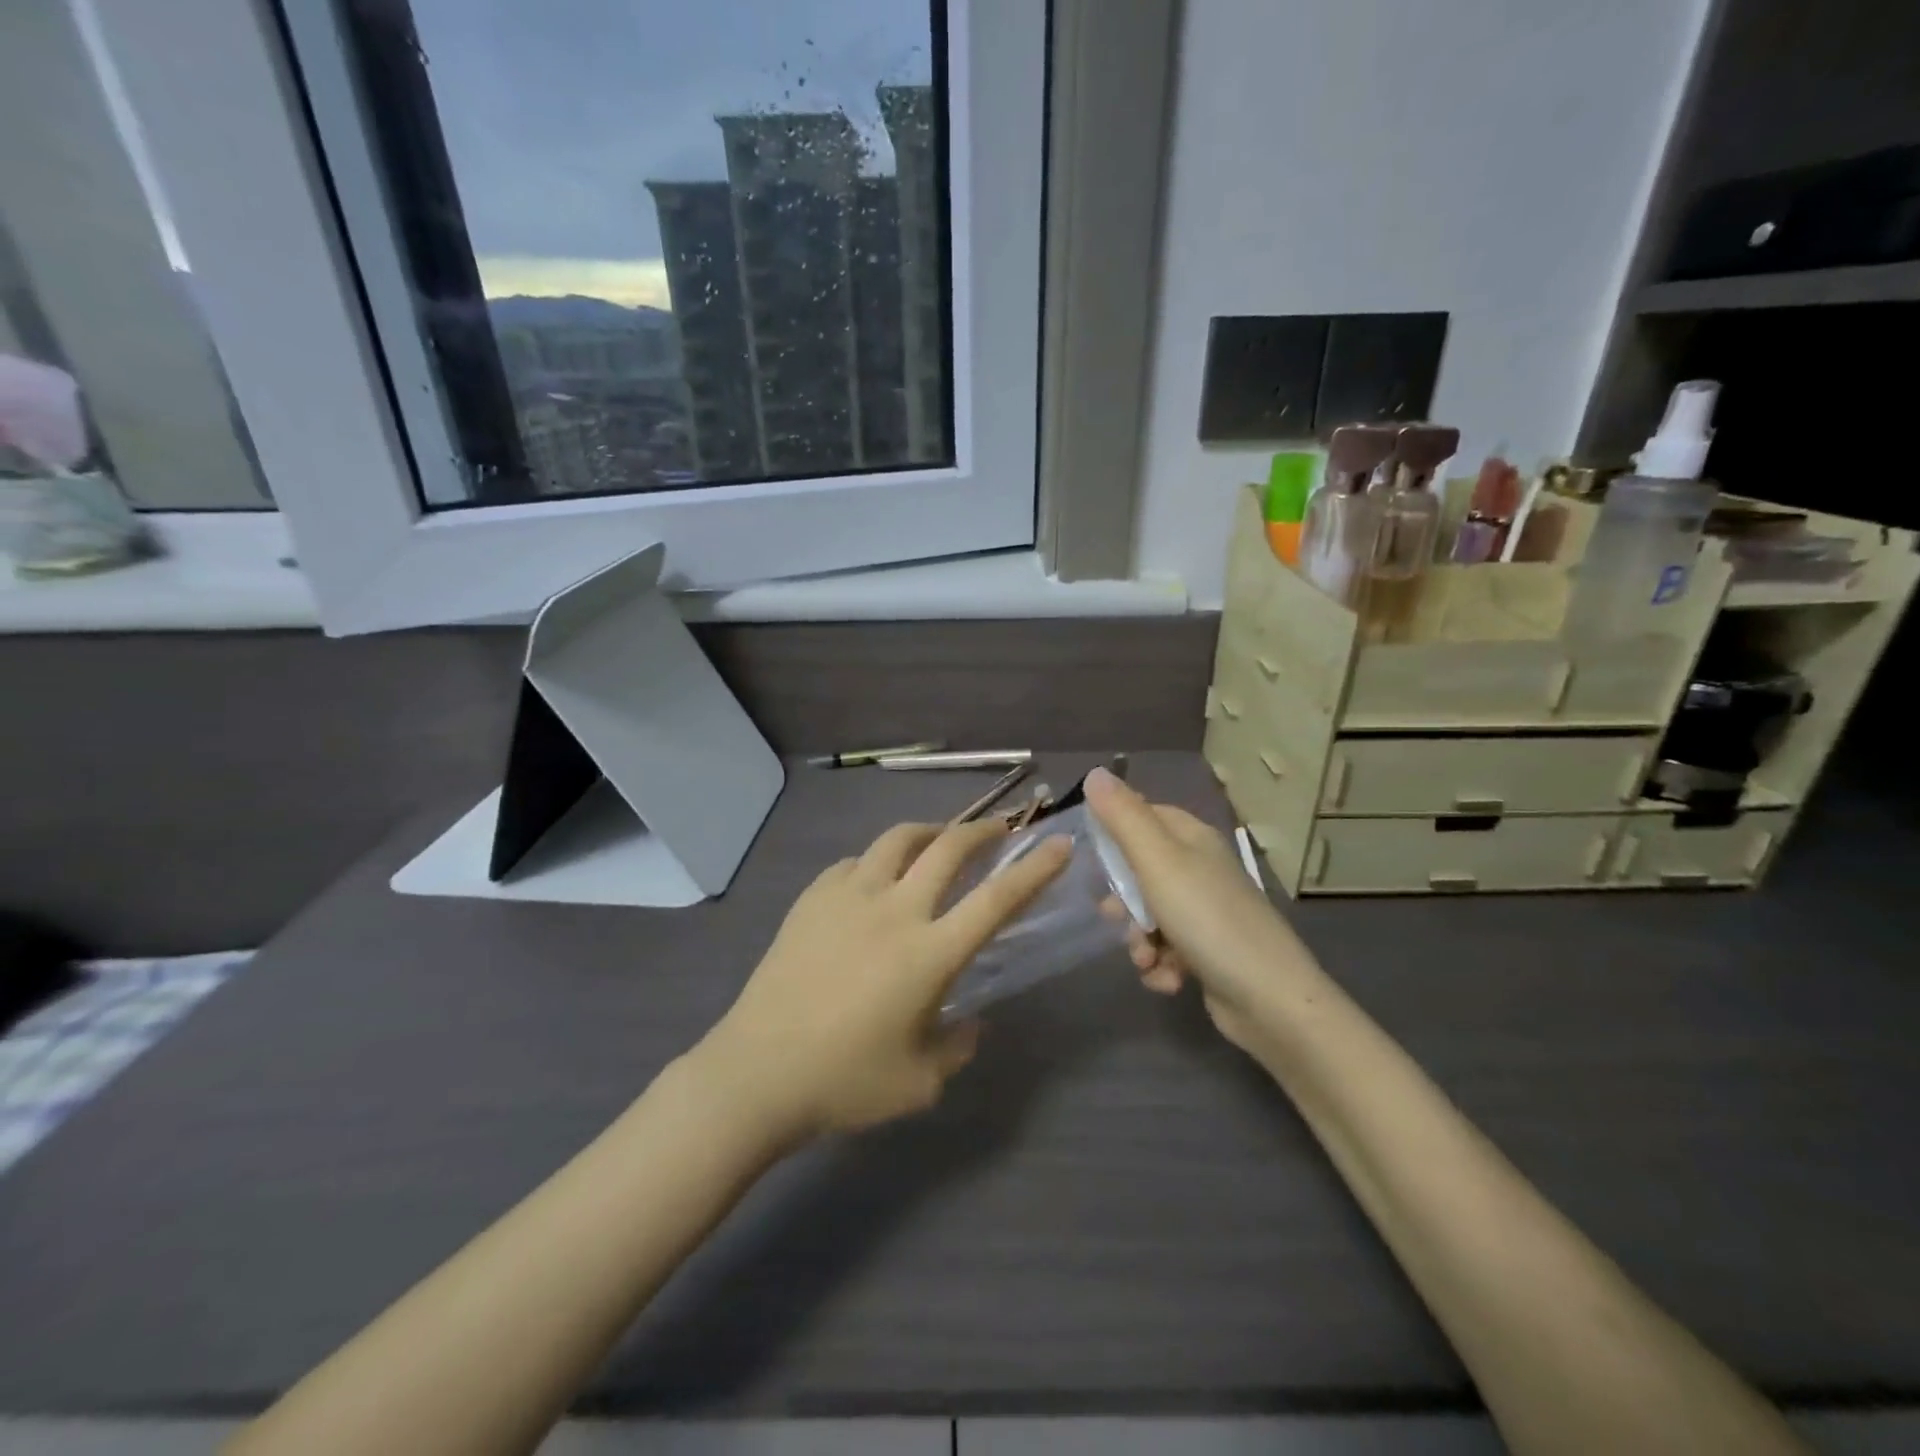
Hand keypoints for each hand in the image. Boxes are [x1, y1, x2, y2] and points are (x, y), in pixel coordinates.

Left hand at [696, 819, 1070, 1141]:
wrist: (756, 1072)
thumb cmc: (844, 1082)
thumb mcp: (918, 1083)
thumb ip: (956, 1047)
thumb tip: (969, 1022)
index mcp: (930, 953)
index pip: (996, 900)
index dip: (1034, 869)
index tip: (1059, 845)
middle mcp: (895, 910)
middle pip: (948, 849)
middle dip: (982, 832)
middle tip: (998, 831)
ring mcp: (849, 896)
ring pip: (897, 839)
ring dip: (928, 832)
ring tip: (938, 840)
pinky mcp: (813, 898)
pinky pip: (854, 862)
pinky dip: (876, 861)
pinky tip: (874, 879)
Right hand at [1085, 767, 1302, 1050]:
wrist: (1269, 999)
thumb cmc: (1207, 919)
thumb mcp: (1157, 861)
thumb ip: (1123, 817)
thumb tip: (1095, 773)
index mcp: (1192, 839)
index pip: (1143, 815)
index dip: (1114, 833)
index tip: (1091, 857)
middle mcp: (1201, 870)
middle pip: (1141, 870)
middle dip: (1123, 899)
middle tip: (1114, 916)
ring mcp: (1207, 912)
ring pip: (1150, 915)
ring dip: (1139, 940)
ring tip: (1146, 958)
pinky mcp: (1209, 952)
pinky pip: (1167, 950)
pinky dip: (1161, 966)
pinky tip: (1167, 980)